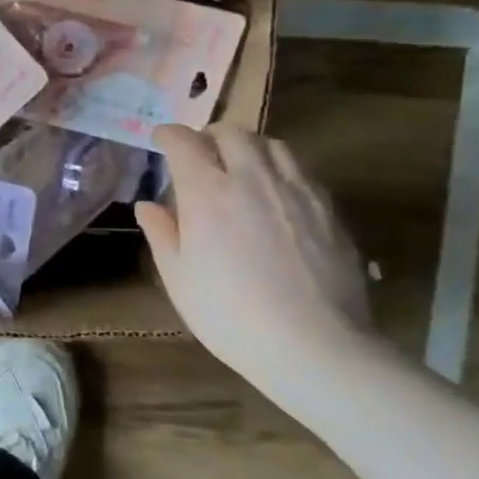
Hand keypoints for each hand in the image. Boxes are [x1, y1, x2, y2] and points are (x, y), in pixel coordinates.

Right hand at [135, 123, 374, 382]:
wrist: (314, 345)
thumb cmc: (229, 313)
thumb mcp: (178, 277)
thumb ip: (161, 233)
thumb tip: (148, 205)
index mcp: (207, 192)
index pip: (184, 142)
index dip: (169, 134)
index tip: (160, 139)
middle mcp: (253, 179)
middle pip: (233, 132)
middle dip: (210, 135)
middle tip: (200, 152)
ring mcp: (297, 191)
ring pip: (273, 145)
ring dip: (250, 147)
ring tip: (241, 167)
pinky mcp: (330, 210)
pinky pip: (302, 171)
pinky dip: (281, 169)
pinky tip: (276, 195)